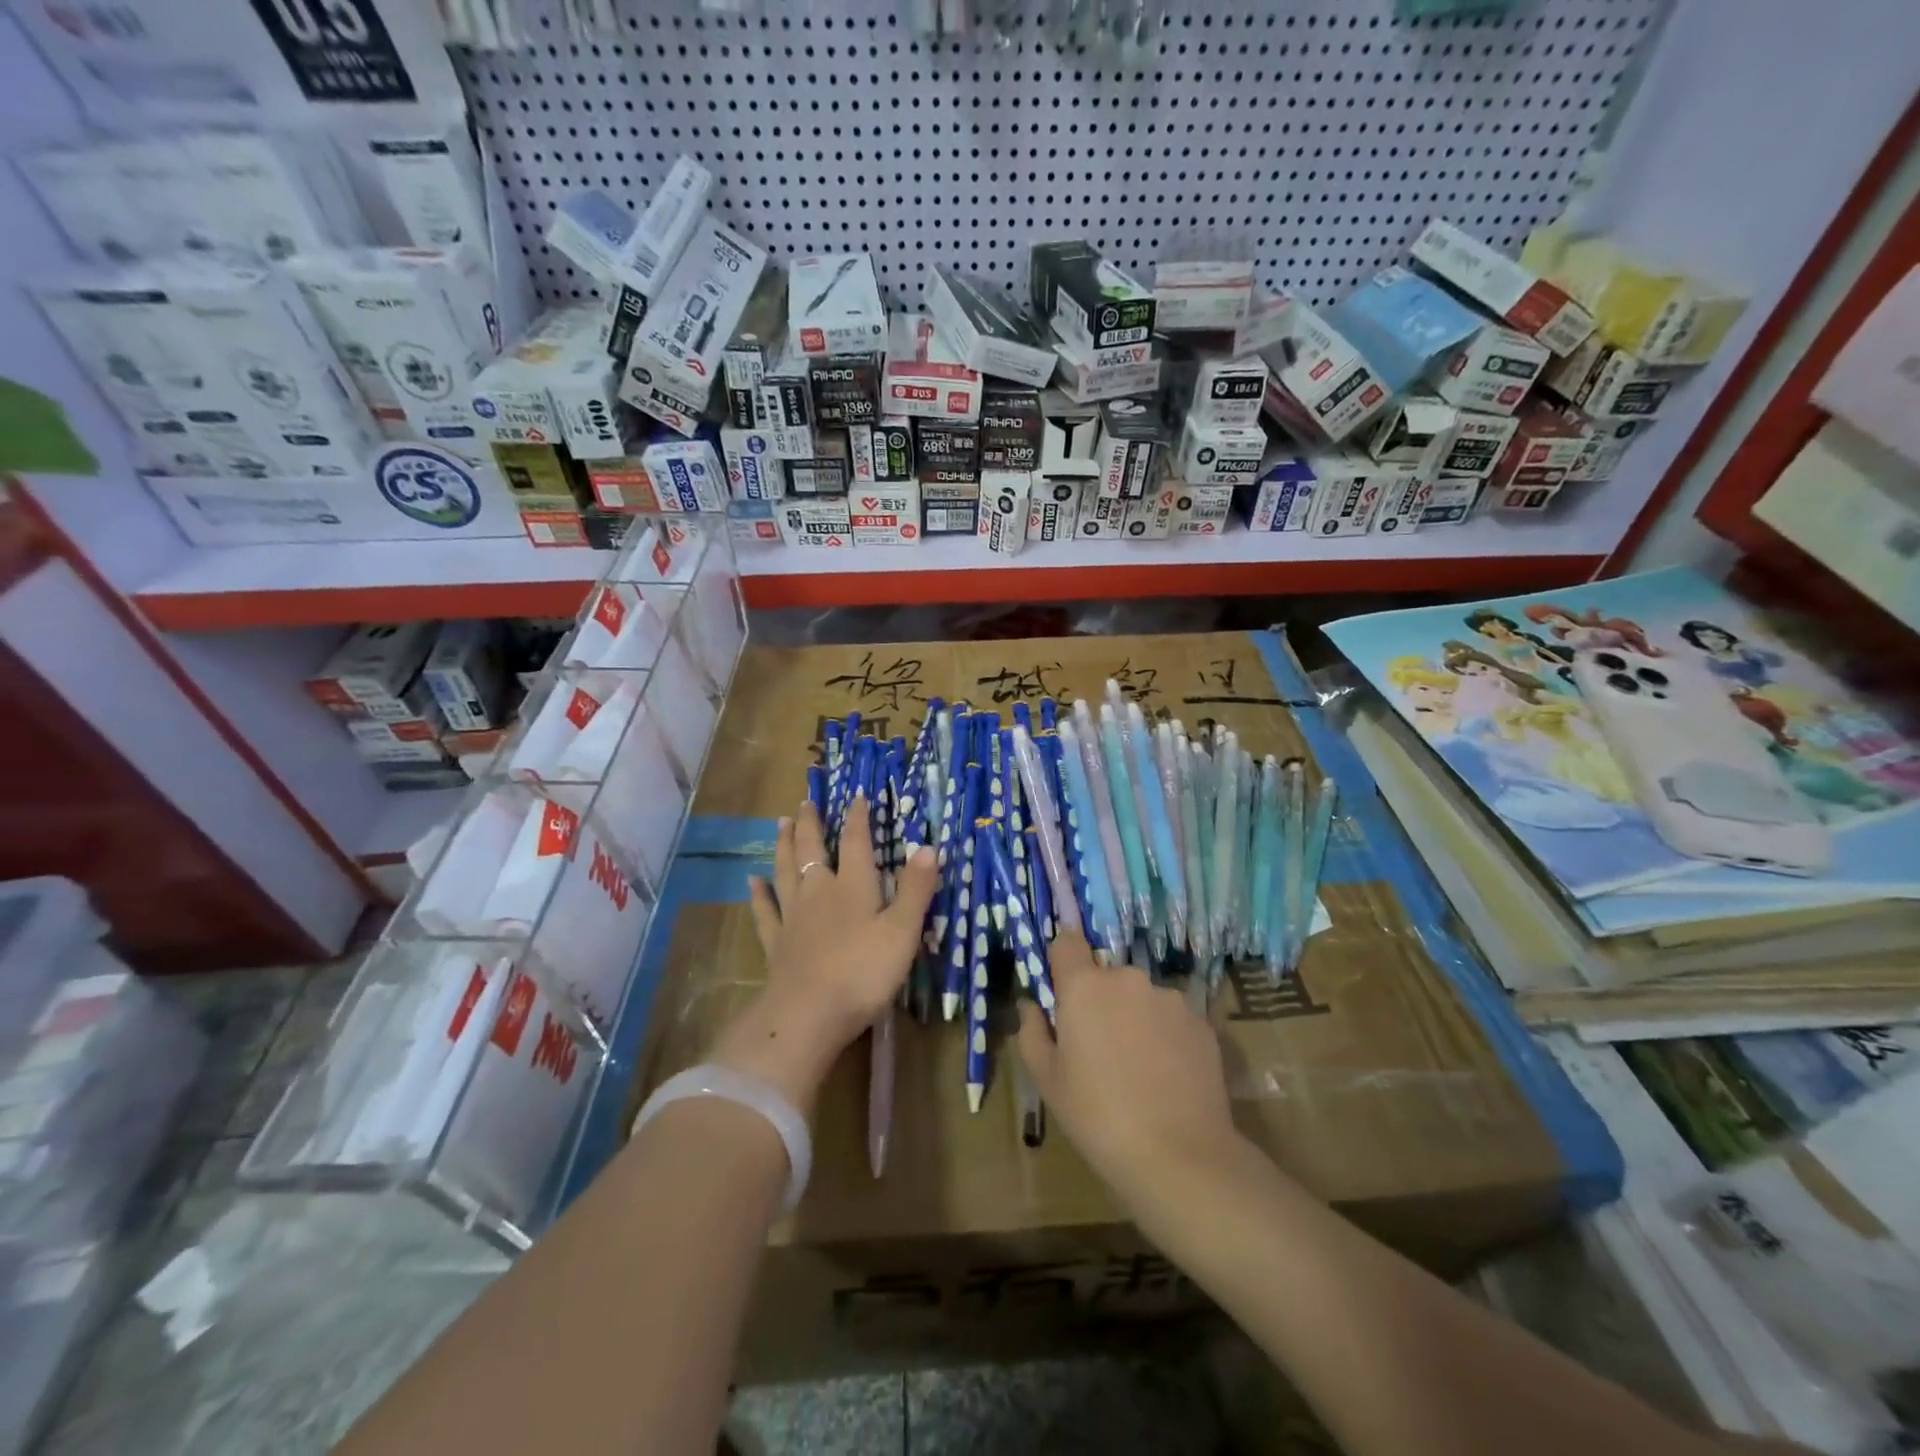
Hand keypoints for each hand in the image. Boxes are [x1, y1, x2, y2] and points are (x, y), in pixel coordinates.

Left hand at [719, 796, 937, 1111]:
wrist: (808, 1014)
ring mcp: (793, 917)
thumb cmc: (864, 972)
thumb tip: (928, 847)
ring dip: (784, 846)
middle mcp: (819, 892)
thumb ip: (916, 889)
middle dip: (811, 824)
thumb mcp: (903, 931)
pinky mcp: (776, 944)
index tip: (856, 796)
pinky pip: (765, 911)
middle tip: (805, 802)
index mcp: (853, 886)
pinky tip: (753, 882)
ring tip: (781, 824)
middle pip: (812, 850)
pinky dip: (759, 894)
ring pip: (786, 872)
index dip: (857, 818)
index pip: (856, 842)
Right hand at [1016, 932, 1242, 1207]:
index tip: (1061, 989)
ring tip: (1139, 1068)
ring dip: (1134, 1017)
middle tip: (1099, 1048)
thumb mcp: (1047, 1081)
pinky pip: (1172, 1018)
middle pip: (1106, 976)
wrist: (1179, 1156)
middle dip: (1100, 1001)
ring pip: (1141, 997)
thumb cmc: (1097, 1116)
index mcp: (1084, 986)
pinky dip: (1165, 1036)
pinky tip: (1167, 1077)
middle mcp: (1128, 979)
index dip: (1061, 960)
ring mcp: (1169, 998)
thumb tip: (1032, 1006)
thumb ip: (1032, 1032)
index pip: (1066, 942)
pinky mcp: (1202, 1022)